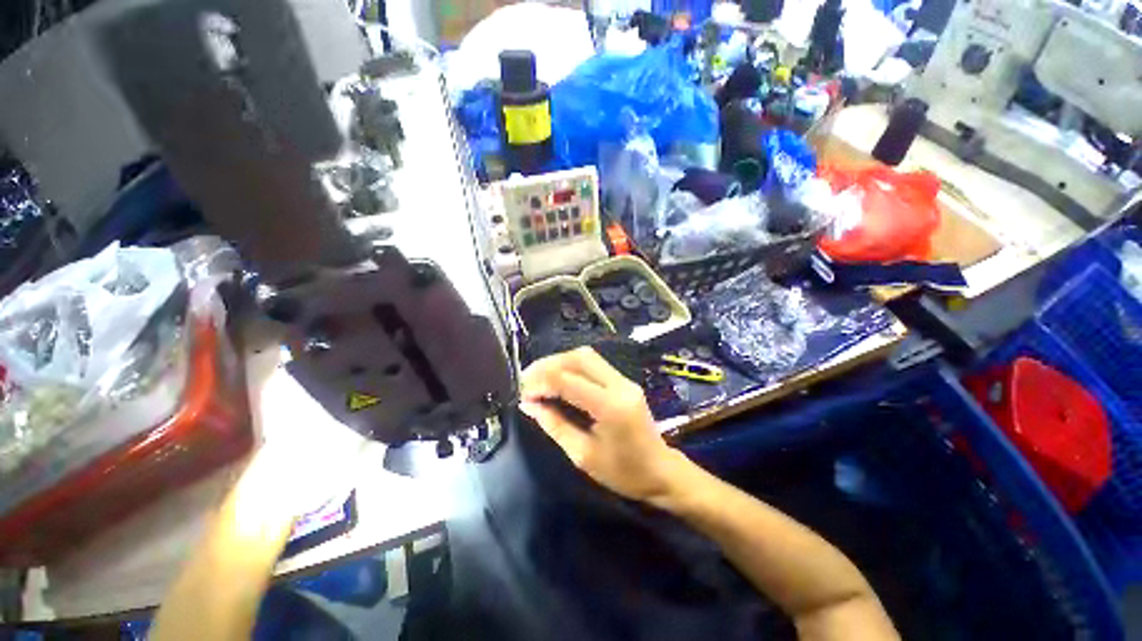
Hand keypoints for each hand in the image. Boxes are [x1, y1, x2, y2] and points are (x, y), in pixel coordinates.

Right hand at [519, 347, 684, 503]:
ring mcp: (624, 380)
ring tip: (539, 377)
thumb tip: (528, 405)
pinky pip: (594, 365)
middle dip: (548, 364)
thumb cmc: (623, 472)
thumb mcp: (583, 455)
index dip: (541, 382)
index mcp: (610, 406)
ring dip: (560, 362)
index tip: (523, 393)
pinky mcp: (624, 381)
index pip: (568, 381)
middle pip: (579, 358)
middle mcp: (619, 385)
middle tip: (527, 379)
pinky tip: (559, 378)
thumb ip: (555, 425)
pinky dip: (572, 367)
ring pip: (587, 357)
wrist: (662, 472)